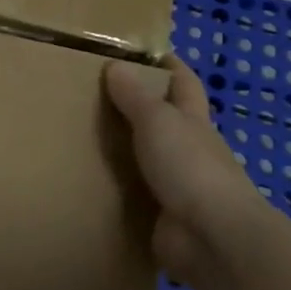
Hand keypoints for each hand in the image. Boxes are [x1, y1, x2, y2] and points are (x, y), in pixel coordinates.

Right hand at [104, 54, 262, 281]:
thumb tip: (115, 66)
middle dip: (136, 107)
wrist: (212, 237)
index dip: (168, 65)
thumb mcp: (158, 122)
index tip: (141, 52)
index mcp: (192, 121)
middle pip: (164, 121)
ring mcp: (178, 184)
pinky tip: (87, 182)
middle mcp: (188, 149)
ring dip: (122, 150)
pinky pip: (134, 194)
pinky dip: (115, 187)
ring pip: (146, 158)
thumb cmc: (189, 167)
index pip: (183, 83)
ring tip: (78, 138)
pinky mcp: (162, 215)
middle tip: (91, 95)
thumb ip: (135, 97)